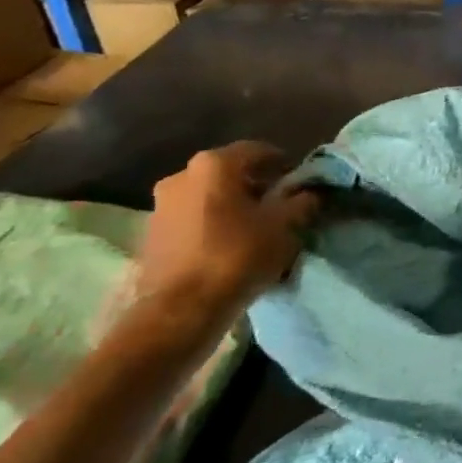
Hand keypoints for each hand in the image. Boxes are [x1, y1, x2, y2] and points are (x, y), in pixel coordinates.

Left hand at [133, 142, 318, 342]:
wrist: (180, 311)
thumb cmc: (237, 256)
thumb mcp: (285, 226)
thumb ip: (302, 202)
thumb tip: (311, 192)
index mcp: (214, 165)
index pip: (258, 150)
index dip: (283, 165)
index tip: (299, 182)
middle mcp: (181, 176)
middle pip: (230, 173)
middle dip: (256, 186)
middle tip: (279, 206)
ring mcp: (160, 206)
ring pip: (208, 196)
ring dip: (231, 206)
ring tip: (254, 229)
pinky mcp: (150, 235)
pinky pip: (191, 219)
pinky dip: (212, 224)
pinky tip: (229, 246)